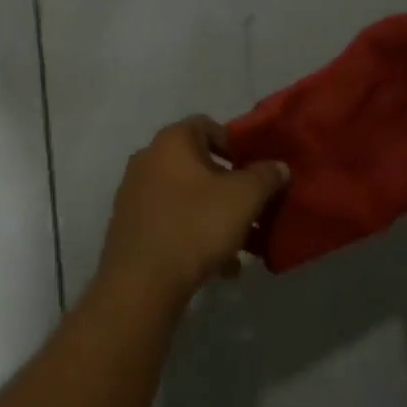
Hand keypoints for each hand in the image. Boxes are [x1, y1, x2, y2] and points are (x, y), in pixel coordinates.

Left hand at [96, 117, 288, 300]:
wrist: (142, 280)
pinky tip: (218, 265)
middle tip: (253, 209)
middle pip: (197, 163)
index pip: (208, 125)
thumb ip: (266, 176)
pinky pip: (170, 219)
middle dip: (229, 186)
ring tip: (242, 245)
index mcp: (171, 141)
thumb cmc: (196, 225)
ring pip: (186, 196)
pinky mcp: (129, 224)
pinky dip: (194, 233)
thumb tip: (278, 166)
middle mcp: (147, 158)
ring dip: (215, 214)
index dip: (236, 144)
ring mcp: (133, 192)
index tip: (255, 171)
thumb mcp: (244, 198)